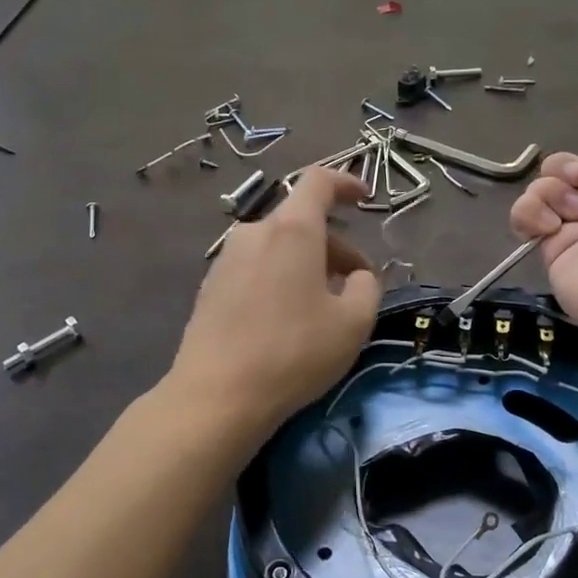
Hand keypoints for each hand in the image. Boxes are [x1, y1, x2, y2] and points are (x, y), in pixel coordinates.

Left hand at [168, 167, 382, 435]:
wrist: (217, 395)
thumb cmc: (294, 353)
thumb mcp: (353, 323)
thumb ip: (367, 287)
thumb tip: (357, 276)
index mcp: (292, 230)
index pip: (318, 181)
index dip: (346, 183)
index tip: (365, 199)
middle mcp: (254, 232)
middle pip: (301, 222)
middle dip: (335, 247)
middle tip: (356, 286)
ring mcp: (226, 258)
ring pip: (278, 247)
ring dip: (307, 265)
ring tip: (322, 307)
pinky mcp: (210, 286)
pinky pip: (256, 267)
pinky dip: (280, 278)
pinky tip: (286, 320)